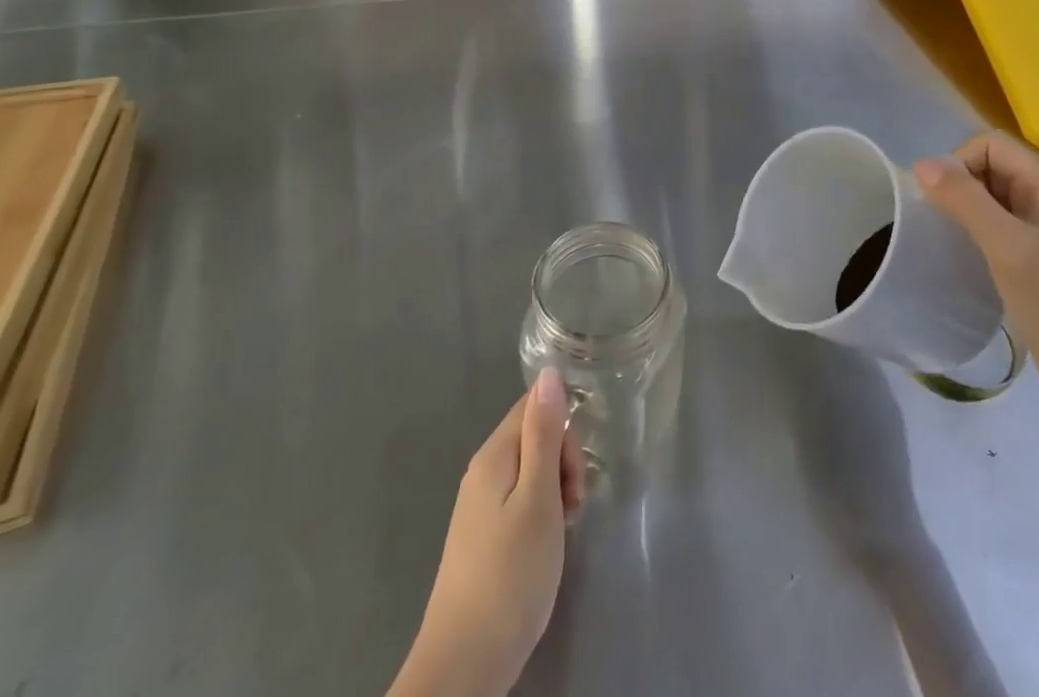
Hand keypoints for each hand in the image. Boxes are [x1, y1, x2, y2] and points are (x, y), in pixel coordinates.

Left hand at [391, 370, 585, 696]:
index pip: (535, 407)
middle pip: (534, 438)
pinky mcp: (483, 537)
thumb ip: (544, 434)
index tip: (575, 475)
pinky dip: (541, 515)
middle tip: (573, 509)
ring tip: (562, 532)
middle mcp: (483, 471)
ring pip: (531, 472)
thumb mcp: (538, 498)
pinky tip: (545, 548)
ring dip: (555, 491)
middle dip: (563, 463)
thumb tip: (548, 372)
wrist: (463, 666)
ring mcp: (479, 507)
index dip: (564, 431)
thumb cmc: (510, 576)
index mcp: (494, 455)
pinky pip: (520, 501)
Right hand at [916, 130, 1038, 419]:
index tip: (944, 203)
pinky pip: (999, 221)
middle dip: (961, 185)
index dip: (960, 163)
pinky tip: (970, 256)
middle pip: (991, 164)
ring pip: (992, 194)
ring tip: (954, 241)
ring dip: (967, 208)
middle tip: (947, 225)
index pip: (991, 143)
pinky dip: (978, 229)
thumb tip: (922, 164)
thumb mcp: (1007, 247)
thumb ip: (966, 200)